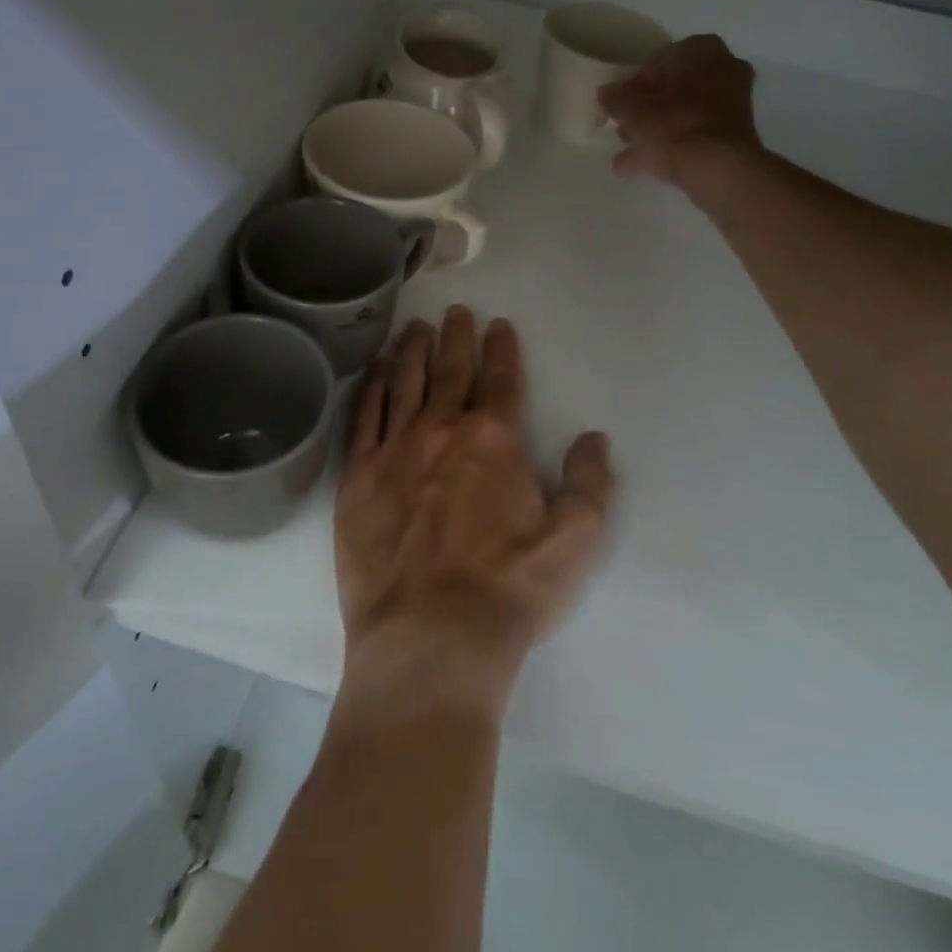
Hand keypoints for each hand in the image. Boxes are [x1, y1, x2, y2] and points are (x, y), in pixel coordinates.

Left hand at [336, 307, 614, 715]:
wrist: (429, 639)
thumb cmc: (509, 591)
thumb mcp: (575, 542)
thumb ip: (590, 484)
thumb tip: (593, 437)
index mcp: (494, 440)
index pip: (501, 380)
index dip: (503, 349)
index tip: (499, 324)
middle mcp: (442, 430)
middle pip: (451, 371)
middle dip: (456, 337)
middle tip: (455, 311)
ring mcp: (395, 450)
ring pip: (404, 383)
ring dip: (412, 352)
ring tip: (415, 328)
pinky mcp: (358, 477)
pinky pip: (364, 417)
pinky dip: (371, 387)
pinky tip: (374, 370)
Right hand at [599, 35, 767, 192]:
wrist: (719, 171)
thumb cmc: (675, 128)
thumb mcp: (634, 112)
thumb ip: (616, 99)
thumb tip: (605, 93)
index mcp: (701, 51)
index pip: (658, 61)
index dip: (634, 84)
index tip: (618, 104)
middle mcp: (723, 70)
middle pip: (673, 89)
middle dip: (646, 110)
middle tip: (622, 127)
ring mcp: (732, 104)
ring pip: (683, 114)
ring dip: (655, 131)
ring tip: (626, 153)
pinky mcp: (732, 135)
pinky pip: (693, 135)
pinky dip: (670, 147)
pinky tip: (640, 167)